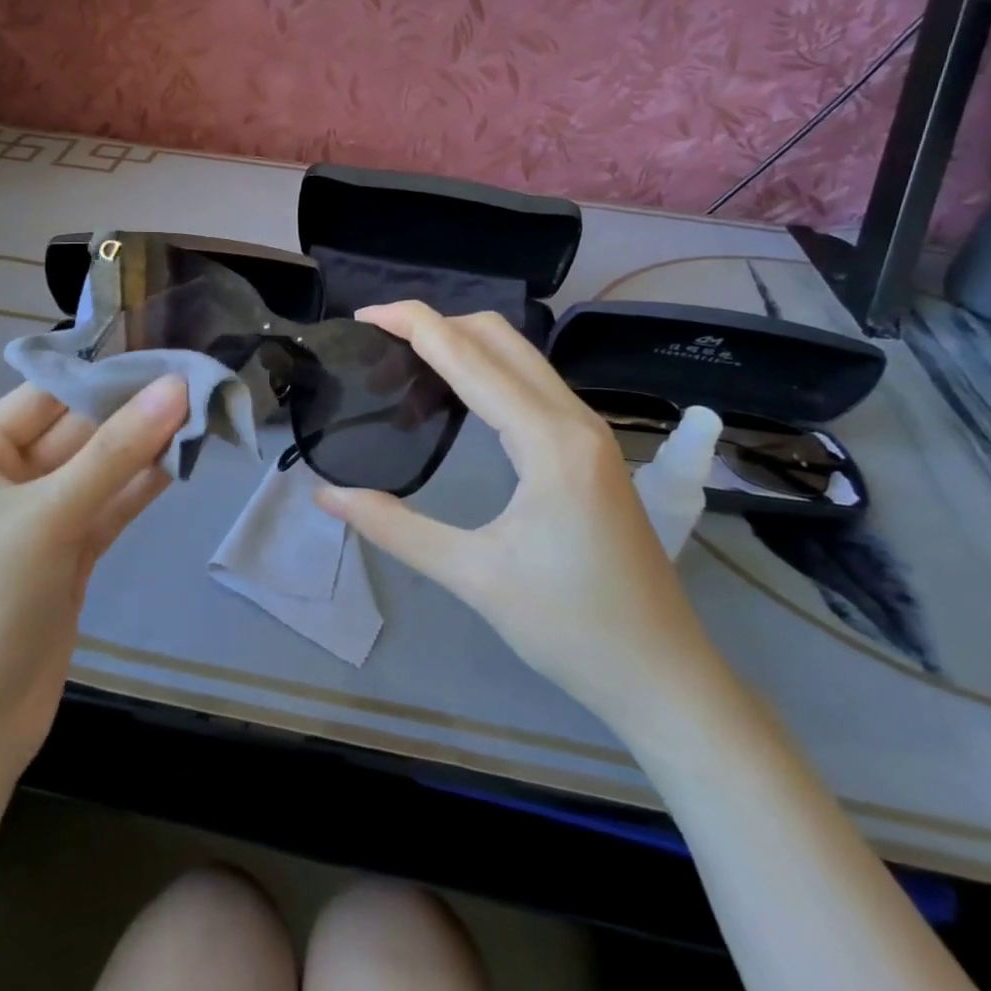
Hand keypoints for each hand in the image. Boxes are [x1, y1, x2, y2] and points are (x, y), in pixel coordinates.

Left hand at [0, 377, 188, 769]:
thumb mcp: (46, 516)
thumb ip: (116, 451)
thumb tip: (176, 387)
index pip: (46, 396)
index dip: (105, 374)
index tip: (168, 355)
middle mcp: (3, 483)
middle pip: (78, 433)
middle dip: (134, 412)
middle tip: (200, 384)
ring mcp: (38, 525)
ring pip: (99, 472)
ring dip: (146, 449)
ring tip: (204, 416)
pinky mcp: (66, 562)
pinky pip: (108, 511)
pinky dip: (141, 489)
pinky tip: (182, 462)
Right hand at [315, 304, 718, 732]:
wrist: (663, 675)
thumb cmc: (570, 627)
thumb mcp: (473, 576)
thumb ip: (395, 527)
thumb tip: (327, 496)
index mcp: (549, 440)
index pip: (471, 357)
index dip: (415, 325)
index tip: (364, 315)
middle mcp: (573, 420)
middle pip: (500, 338)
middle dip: (438, 324)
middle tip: (380, 341)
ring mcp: (588, 433)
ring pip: (520, 358)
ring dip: (463, 346)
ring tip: (407, 364)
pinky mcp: (590, 450)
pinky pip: (532, 386)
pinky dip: (487, 373)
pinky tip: (456, 398)